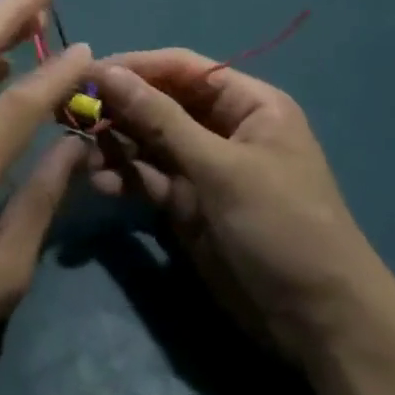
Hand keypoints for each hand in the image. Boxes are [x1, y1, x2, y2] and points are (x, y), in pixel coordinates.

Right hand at [89, 51, 388, 358]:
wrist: (322, 327)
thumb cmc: (282, 227)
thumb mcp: (220, 168)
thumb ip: (160, 119)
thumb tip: (108, 71)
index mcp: (247, 104)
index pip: (181, 68)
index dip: (135, 66)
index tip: (87, 72)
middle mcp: (223, 128)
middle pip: (160, 102)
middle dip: (119, 106)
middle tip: (72, 112)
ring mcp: (205, 167)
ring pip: (148, 140)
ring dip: (116, 143)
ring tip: (83, 153)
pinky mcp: (190, 204)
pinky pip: (149, 177)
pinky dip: (125, 176)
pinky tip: (102, 184)